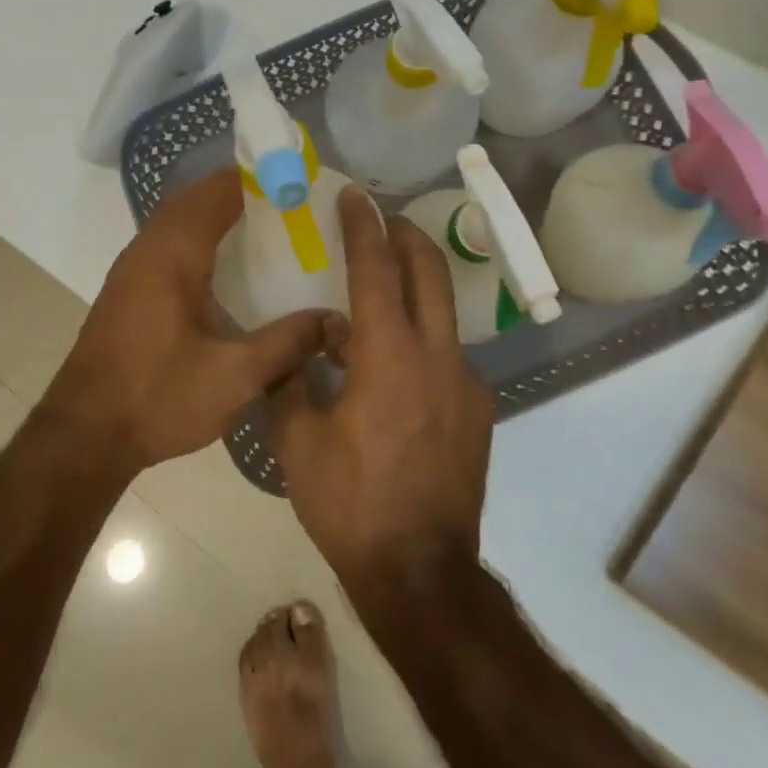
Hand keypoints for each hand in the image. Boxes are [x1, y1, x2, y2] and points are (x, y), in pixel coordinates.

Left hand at [39, 169, 336, 478]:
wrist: (85, 435)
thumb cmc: (157, 399)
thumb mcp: (235, 376)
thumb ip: (288, 343)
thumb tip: (335, 320)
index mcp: (172, 255)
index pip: (217, 192)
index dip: (259, 180)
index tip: (300, 183)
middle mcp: (148, 250)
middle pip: (196, 200)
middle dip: (242, 195)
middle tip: (292, 206)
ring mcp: (133, 270)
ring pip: (180, 223)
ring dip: (219, 217)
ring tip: (270, 231)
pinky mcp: (130, 293)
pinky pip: (171, 247)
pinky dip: (202, 242)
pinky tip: (232, 272)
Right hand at [271, 185, 494, 613]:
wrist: (419, 571)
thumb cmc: (350, 504)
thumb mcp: (297, 442)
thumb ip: (291, 382)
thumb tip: (298, 348)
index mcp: (388, 358)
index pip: (376, 271)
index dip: (363, 228)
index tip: (354, 196)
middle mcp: (436, 357)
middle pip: (429, 273)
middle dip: (406, 236)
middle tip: (383, 219)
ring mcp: (464, 384)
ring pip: (442, 314)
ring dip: (413, 289)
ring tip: (375, 298)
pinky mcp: (476, 411)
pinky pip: (445, 355)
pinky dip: (418, 340)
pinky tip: (390, 368)